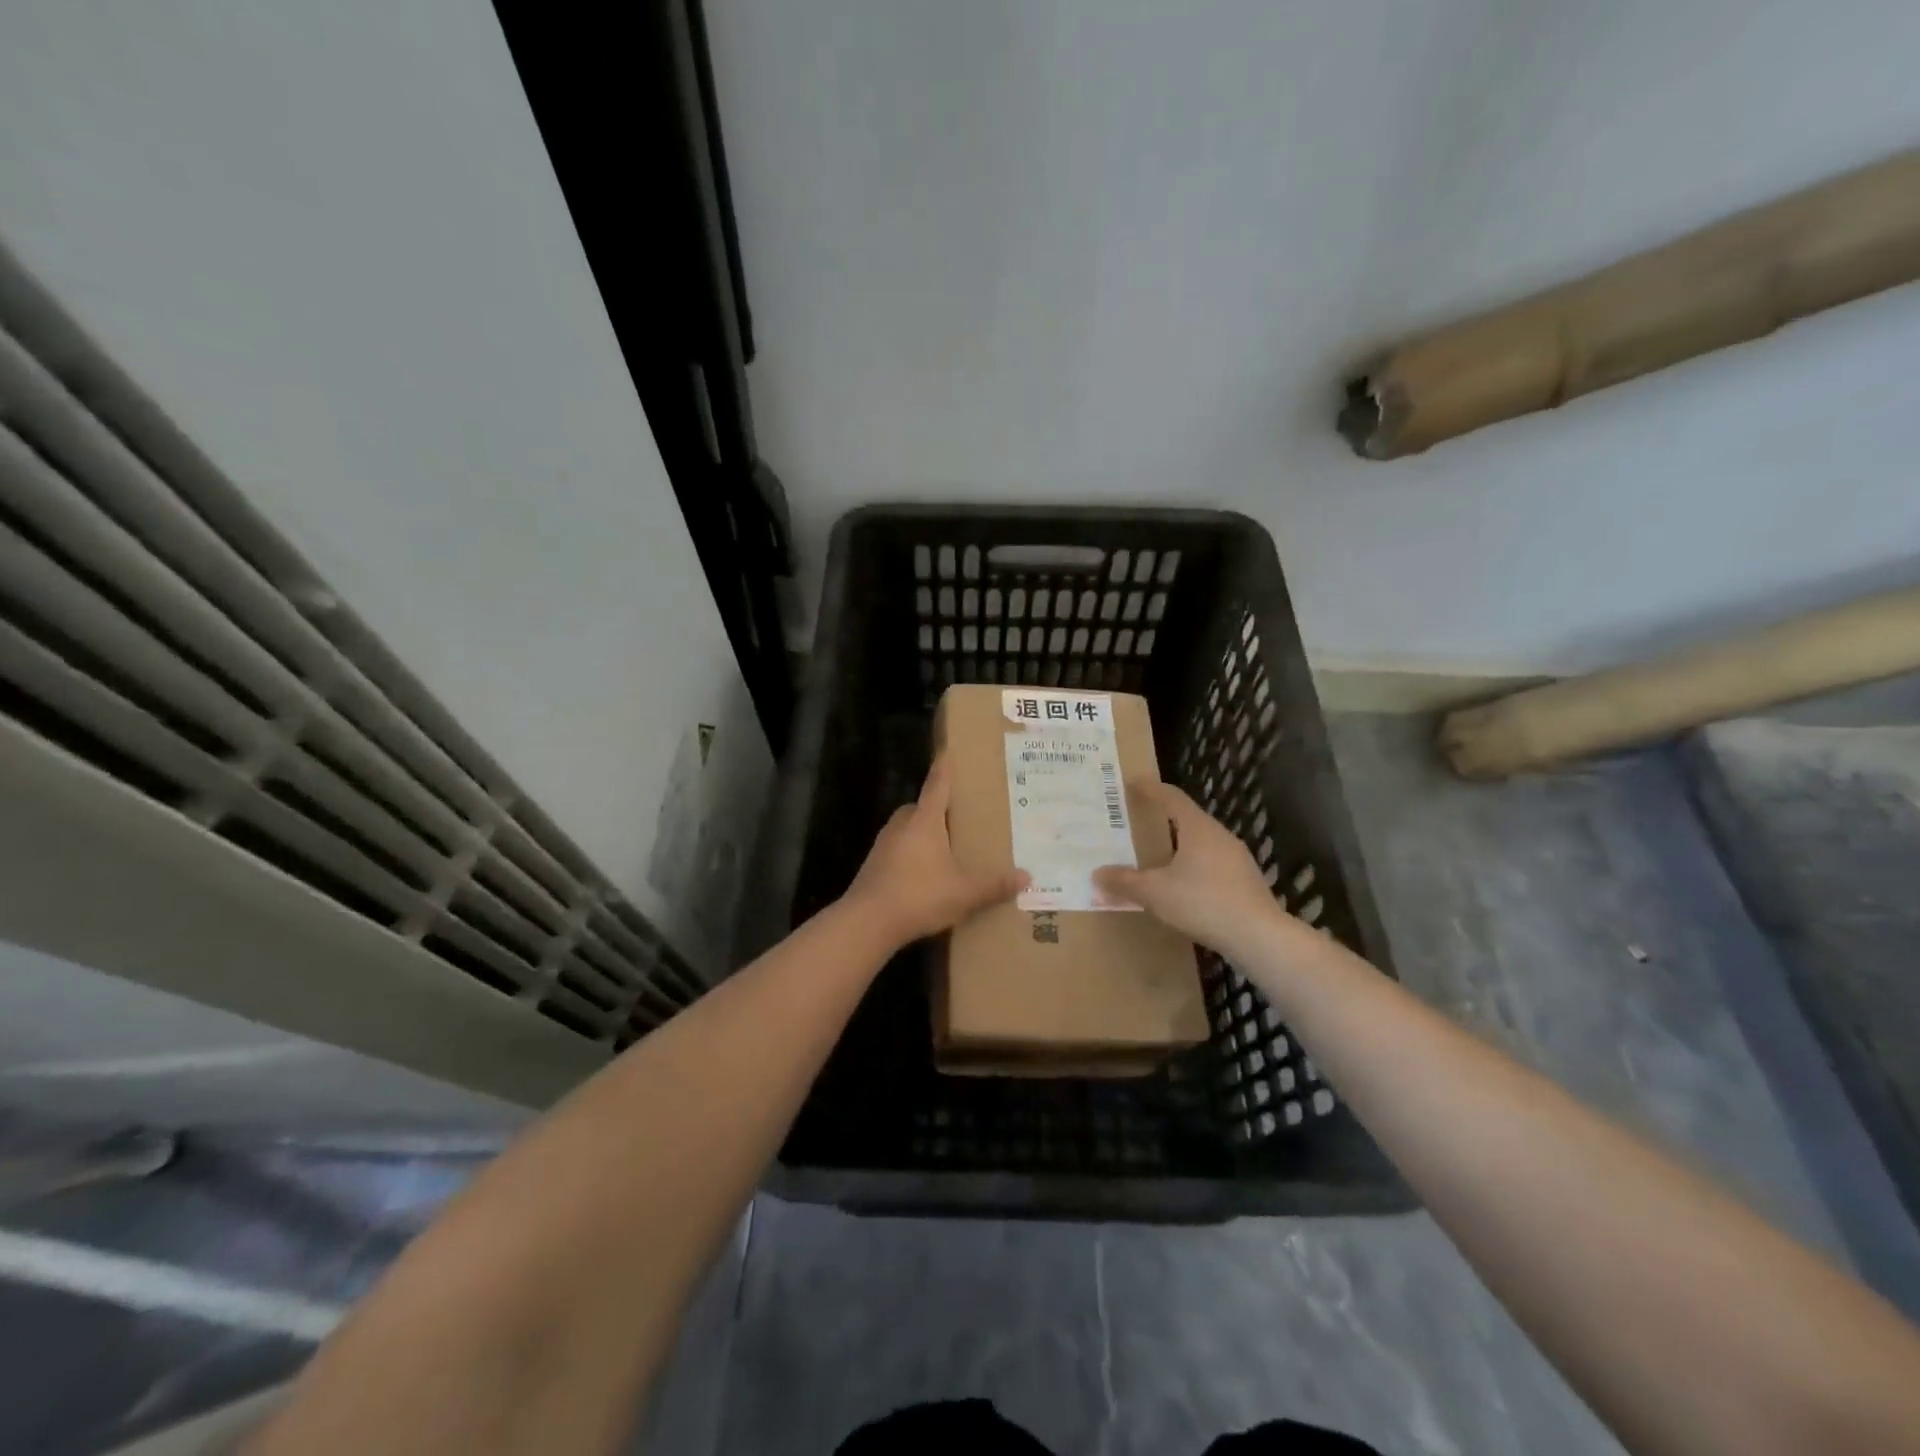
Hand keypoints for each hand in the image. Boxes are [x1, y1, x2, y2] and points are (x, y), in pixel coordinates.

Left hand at [841, 757, 1026, 947]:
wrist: (868, 921)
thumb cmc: (920, 894)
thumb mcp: (965, 892)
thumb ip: (994, 885)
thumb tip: (1027, 877)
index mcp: (924, 820)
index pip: (937, 786)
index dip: (945, 769)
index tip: (948, 752)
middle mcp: (901, 825)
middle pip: (919, 807)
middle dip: (936, 809)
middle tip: (958, 816)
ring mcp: (883, 845)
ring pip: (907, 830)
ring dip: (923, 834)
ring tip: (945, 848)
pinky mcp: (874, 866)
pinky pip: (898, 851)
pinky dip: (911, 856)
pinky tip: (925, 875)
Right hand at [1094, 782, 1287, 960]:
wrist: (1258, 937)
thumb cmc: (1203, 902)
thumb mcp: (1155, 892)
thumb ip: (1125, 881)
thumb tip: (1097, 874)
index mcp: (1198, 828)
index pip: (1172, 797)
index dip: (1150, 789)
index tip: (1132, 783)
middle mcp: (1220, 836)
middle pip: (1188, 818)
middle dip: (1163, 818)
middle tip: (1139, 821)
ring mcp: (1236, 859)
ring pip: (1201, 843)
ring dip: (1179, 845)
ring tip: (1157, 855)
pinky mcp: (1244, 882)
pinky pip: (1212, 864)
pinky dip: (1193, 866)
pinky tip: (1182, 886)